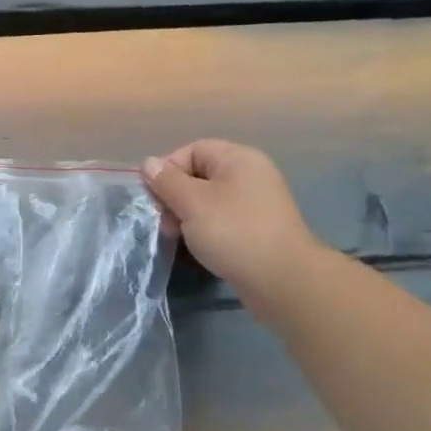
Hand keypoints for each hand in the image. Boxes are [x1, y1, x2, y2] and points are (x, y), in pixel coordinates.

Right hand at [142, 140, 323, 301]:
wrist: (282, 279)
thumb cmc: (233, 232)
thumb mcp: (192, 203)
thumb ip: (167, 181)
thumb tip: (148, 163)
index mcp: (238, 159)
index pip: (192, 150)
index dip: (168, 170)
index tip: (154, 198)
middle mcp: (250, 175)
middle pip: (199, 176)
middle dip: (175, 198)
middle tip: (164, 223)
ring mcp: (256, 204)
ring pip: (208, 202)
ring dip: (187, 218)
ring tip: (177, 239)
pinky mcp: (257, 230)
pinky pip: (222, 221)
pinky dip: (205, 231)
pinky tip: (197, 249)